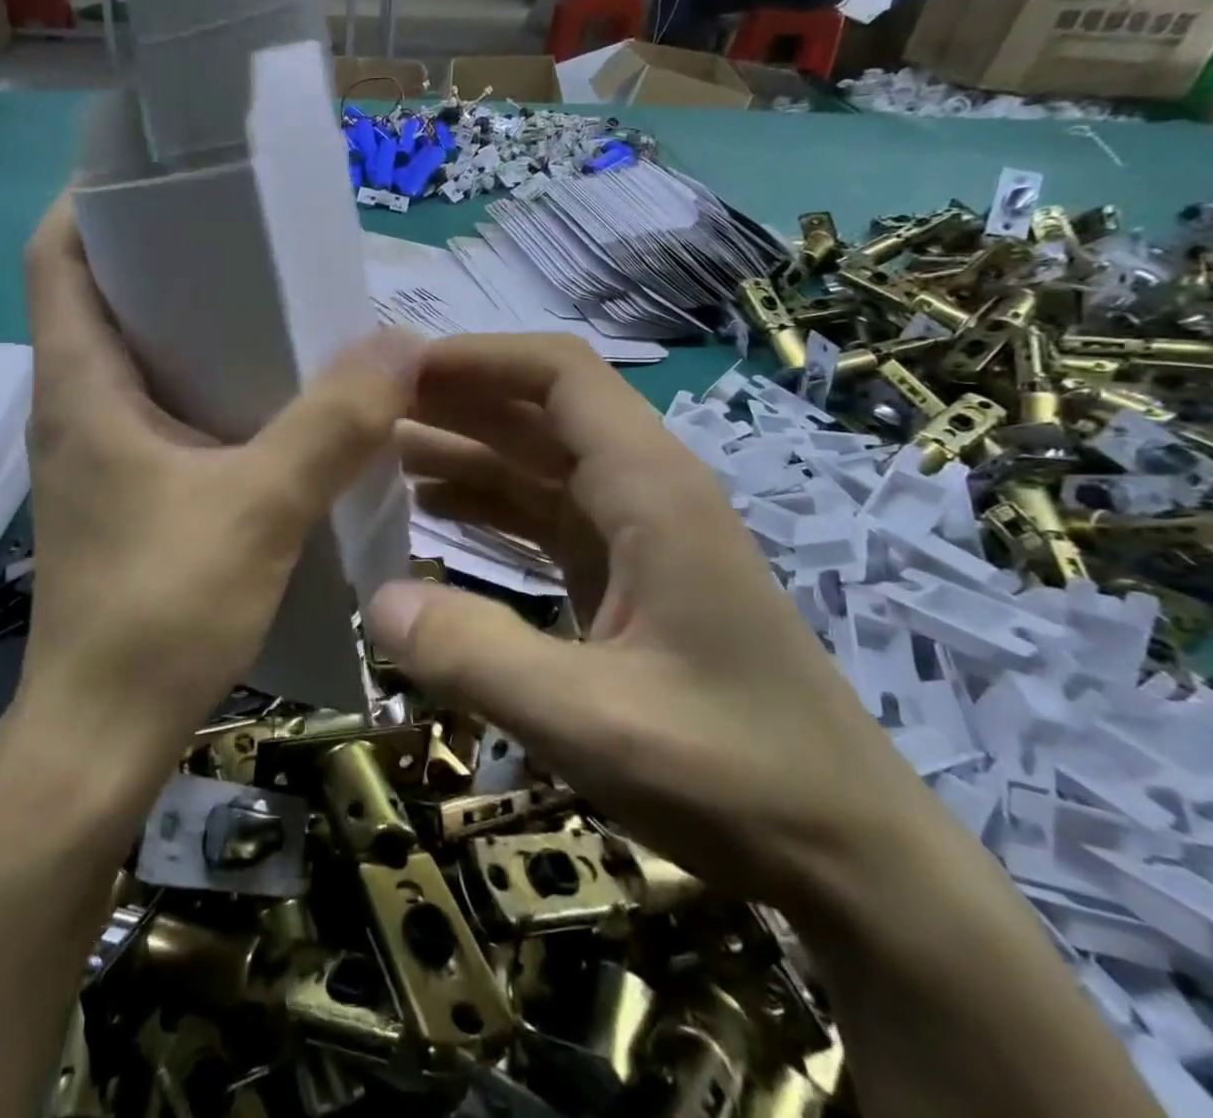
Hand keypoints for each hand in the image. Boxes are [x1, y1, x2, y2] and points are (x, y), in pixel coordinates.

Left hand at [16, 197, 419, 758]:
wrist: (102, 735)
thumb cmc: (160, 612)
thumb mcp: (259, 508)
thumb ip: (331, 425)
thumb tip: (399, 344)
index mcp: (79, 385)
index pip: (57, 256)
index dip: (93, 200)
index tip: (163, 174)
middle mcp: (75, 406)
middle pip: (102, 297)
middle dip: (164, 255)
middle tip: (245, 234)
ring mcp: (95, 454)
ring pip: (135, 358)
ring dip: (190, 325)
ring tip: (269, 301)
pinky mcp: (121, 494)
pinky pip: (158, 412)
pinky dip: (204, 387)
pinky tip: (266, 399)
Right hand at [364, 334, 929, 912]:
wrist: (847, 854)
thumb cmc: (736, 776)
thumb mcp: (593, 721)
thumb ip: (477, 655)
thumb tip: (375, 601)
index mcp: (651, 490)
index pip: (560, 375)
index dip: (478, 358)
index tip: (397, 370)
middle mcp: (645, 492)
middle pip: (539, 412)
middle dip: (455, 400)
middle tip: (365, 411)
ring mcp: (636, 535)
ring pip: (536, 463)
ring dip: (463, 451)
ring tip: (378, 457)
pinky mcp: (626, 576)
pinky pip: (542, 517)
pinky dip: (485, 506)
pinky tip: (431, 516)